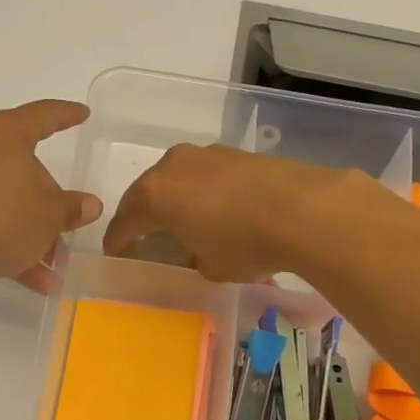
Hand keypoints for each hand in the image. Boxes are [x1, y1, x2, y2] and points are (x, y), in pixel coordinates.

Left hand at [0, 100, 101, 293]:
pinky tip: (30, 279)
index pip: (43, 116)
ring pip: (4, 200)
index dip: (66, 115)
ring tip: (52, 266)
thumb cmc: (3, 220)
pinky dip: (7, 242)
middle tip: (66, 222)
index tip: (83, 114)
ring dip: (30, 231)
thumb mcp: (50, 217)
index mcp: (5, 135)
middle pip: (22, 167)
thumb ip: (72, 208)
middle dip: (47, 199)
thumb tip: (89, 204)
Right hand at [103, 143, 366, 281]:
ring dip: (175, 200)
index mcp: (155, 194)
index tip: (116, 253)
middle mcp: (173, 166)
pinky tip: (215, 209)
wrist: (303, 210)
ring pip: (178, 179)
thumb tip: (195, 249)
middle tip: (143, 237)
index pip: (125, 221)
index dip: (118, 241)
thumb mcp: (209, 266)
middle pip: (148, 193)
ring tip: (183, 222)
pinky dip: (202, 192)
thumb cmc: (244, 244)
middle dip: (143, 215)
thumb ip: (190, 256)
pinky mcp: (236, 153)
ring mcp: (206, 154)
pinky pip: (205, 175)